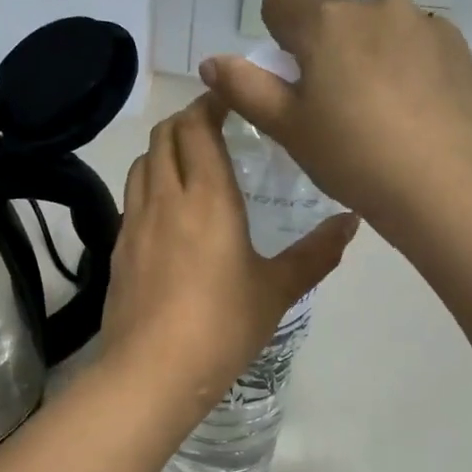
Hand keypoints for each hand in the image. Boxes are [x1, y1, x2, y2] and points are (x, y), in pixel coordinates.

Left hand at [100, 94, 357, 407]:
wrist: (151, 372)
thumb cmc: (222, 327)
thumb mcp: (277, 291)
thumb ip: (316, 253)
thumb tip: (352, 222)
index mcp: (207, 197)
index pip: (197, 126)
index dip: (211, 103)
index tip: (232, 99)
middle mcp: (165, 198)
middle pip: (164, 135)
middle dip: (187, 120)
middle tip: (215, 128)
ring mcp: (134, 223)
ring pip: (142, 164)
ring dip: (164, 150)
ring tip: (190, 164)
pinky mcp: (118, 250)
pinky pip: (132, 198)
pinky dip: (150, 184)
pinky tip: (168, 213)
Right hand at [198, 0, 471, 236]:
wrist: (449, 186)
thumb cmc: (356, 159)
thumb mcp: (291, 131)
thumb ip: (247, 90)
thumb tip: (212, 62)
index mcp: (327, 23)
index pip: (280, 0)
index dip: (276, 37)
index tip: (292, 80)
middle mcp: (376, 7)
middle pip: (333, 19)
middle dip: (326, 53)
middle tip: (335, 113)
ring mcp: (424, 24)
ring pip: (378, 33)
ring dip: (369, 59)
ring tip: (382, 119)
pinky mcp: (459, 47)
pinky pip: (417, 48)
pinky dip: (408, 70)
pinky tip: (417, 116)